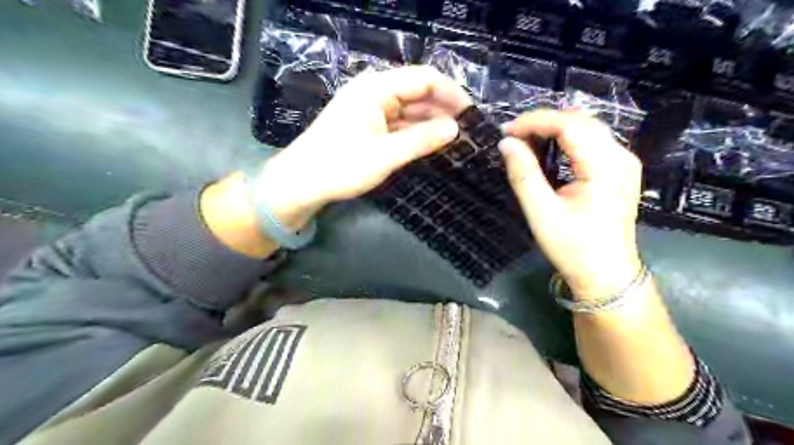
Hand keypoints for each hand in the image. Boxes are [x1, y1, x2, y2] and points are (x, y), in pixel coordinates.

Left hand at [256, 65, 470, 228]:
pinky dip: (414, 131)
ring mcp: (368, 108)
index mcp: (376, 88)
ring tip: (453, 138)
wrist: (300, 183)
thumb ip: (422, 139)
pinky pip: (397, 122)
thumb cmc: (341, 166)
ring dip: (429, 121)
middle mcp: (373, 91)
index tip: (472, 113)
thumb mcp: (386, 155)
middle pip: (417, 92)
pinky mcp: (366, 124)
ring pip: (408, 108)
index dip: (451, 93)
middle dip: (442, 109)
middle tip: (467, 130)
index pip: (424, 79)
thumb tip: (455, 129)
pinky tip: (429, 142)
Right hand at [501, 110, 644, 298]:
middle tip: (513, 135)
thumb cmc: (573, 247)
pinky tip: (548, 149)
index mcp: (605, 166)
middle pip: (580, 121)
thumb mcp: (541, 212)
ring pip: (587, 128)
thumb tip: (506, 143)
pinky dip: (567, 139)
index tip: (506, 130)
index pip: (569, 125)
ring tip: (525, 140)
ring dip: (554, 128)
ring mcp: (624, 162)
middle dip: (543, 122)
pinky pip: (592, 141)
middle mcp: (621, 157)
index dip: (535, 121)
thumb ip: (523, 174)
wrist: (606, 275)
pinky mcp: (620, 170)